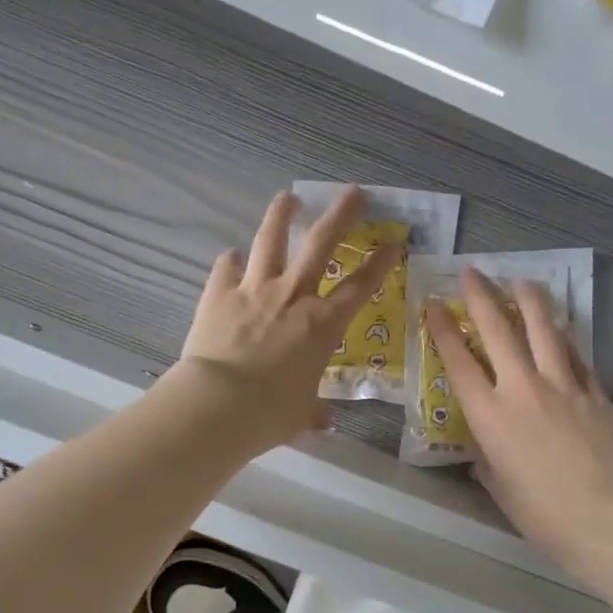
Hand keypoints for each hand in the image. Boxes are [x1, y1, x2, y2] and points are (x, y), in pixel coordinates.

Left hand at [175, 187, 398, 451]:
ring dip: (281, 215)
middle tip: (352, 192)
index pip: (360, 287)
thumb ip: (313, 411)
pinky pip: (226, 267)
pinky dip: (231, 261)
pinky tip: (232, 256)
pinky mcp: (219, 293)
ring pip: (271, 239)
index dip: (380, 263)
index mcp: (323, 324)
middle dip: (340, 214)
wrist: (219, 404)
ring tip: (289, 197)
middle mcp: (293, 296)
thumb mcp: (301, 415)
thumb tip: (321, 421)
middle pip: (321, 243)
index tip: (393, 243)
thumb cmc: (270, 413)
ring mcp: (254, 289)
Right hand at [425, 268, 612, 582]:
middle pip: (498, 330)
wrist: (606, 519)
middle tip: (473, 272)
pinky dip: (563, 339)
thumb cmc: (542, 514)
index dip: (442, 328)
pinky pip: (576, 355)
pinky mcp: (595, 391)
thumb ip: (487, 462)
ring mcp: (563, 385)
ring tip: (521, 281)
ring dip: (529, 301)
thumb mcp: (499, 488)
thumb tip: (486, 452)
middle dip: (482, 296)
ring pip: (543, 329)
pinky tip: (559, 330)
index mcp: (490, 415)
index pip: (458, 360)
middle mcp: (522, 388)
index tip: (434, 303)